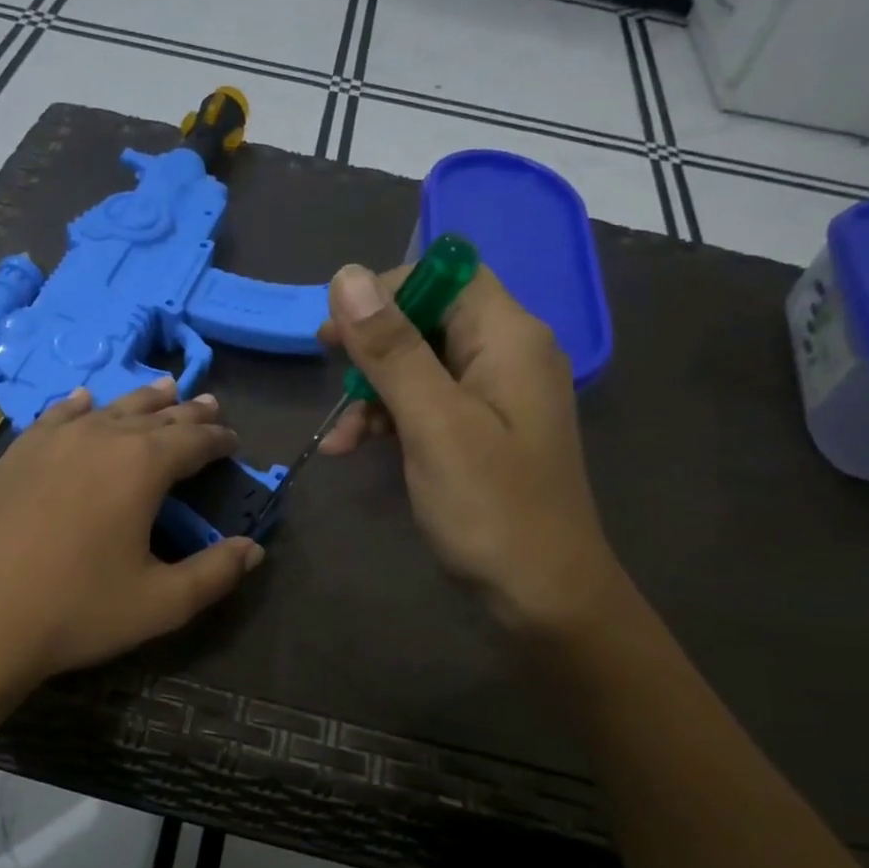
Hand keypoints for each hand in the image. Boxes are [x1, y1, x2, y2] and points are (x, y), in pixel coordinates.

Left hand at [0, 379, 264, 691]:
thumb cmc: (75, 611)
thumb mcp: (160, 603)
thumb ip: (214, 573)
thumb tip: (253, 550)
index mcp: (141, 466)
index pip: (192, 440)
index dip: (217, 439)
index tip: (233, 440)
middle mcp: (98, 438)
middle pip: (153, 416)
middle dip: (186, 412)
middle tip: (208, 403)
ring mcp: (49, 442)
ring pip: (107, 409)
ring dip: (139, 400)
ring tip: (162, 388)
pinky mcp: (13, 457)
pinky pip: (56, 418)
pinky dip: (79, 408)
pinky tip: (83, 403)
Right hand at [320, 263, 625, 635]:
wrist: (542, 593)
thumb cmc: (490, 506)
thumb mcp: (433, 423)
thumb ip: (392, 350)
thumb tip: (348, 276)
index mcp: (508, 337)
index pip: (447, 274)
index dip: (389, 288)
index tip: (340, 325)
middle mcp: (508, 355)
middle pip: (430, 318)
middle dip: (374, 343)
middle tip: (326, 361)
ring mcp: (495, 397)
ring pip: (421, 365)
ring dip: (374, 391)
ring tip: (338, 436)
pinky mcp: (480, 433)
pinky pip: (428, 405)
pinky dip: (390, 420)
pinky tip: (352, 448)